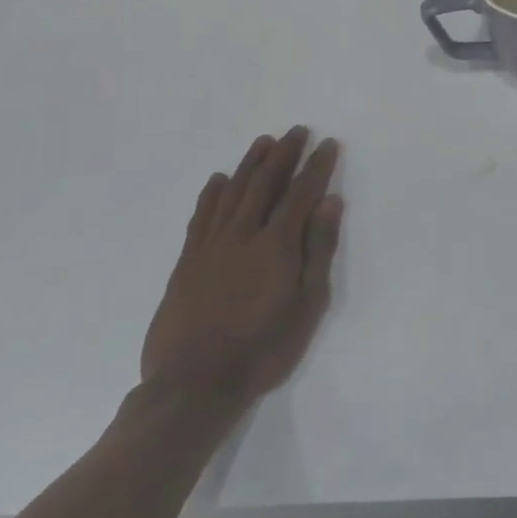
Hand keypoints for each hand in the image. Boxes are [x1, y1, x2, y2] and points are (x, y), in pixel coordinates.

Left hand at [141, 127, 342, 419]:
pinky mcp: (187, 263)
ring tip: (263, 142)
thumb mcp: (307, 304)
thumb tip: (330, 202)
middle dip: (284, 154)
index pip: (301, 193)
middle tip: (297, 131)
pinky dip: (212, 194)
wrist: (193, 386)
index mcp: (277, 245)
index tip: (328, 144)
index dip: (316, 166)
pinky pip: (201, 217)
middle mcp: (243, 235)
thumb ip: (319, 250)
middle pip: (265, 184)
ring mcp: (211, 247)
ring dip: (250, 164)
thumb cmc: (263, 348)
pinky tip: (219, 180)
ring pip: (232, 193)